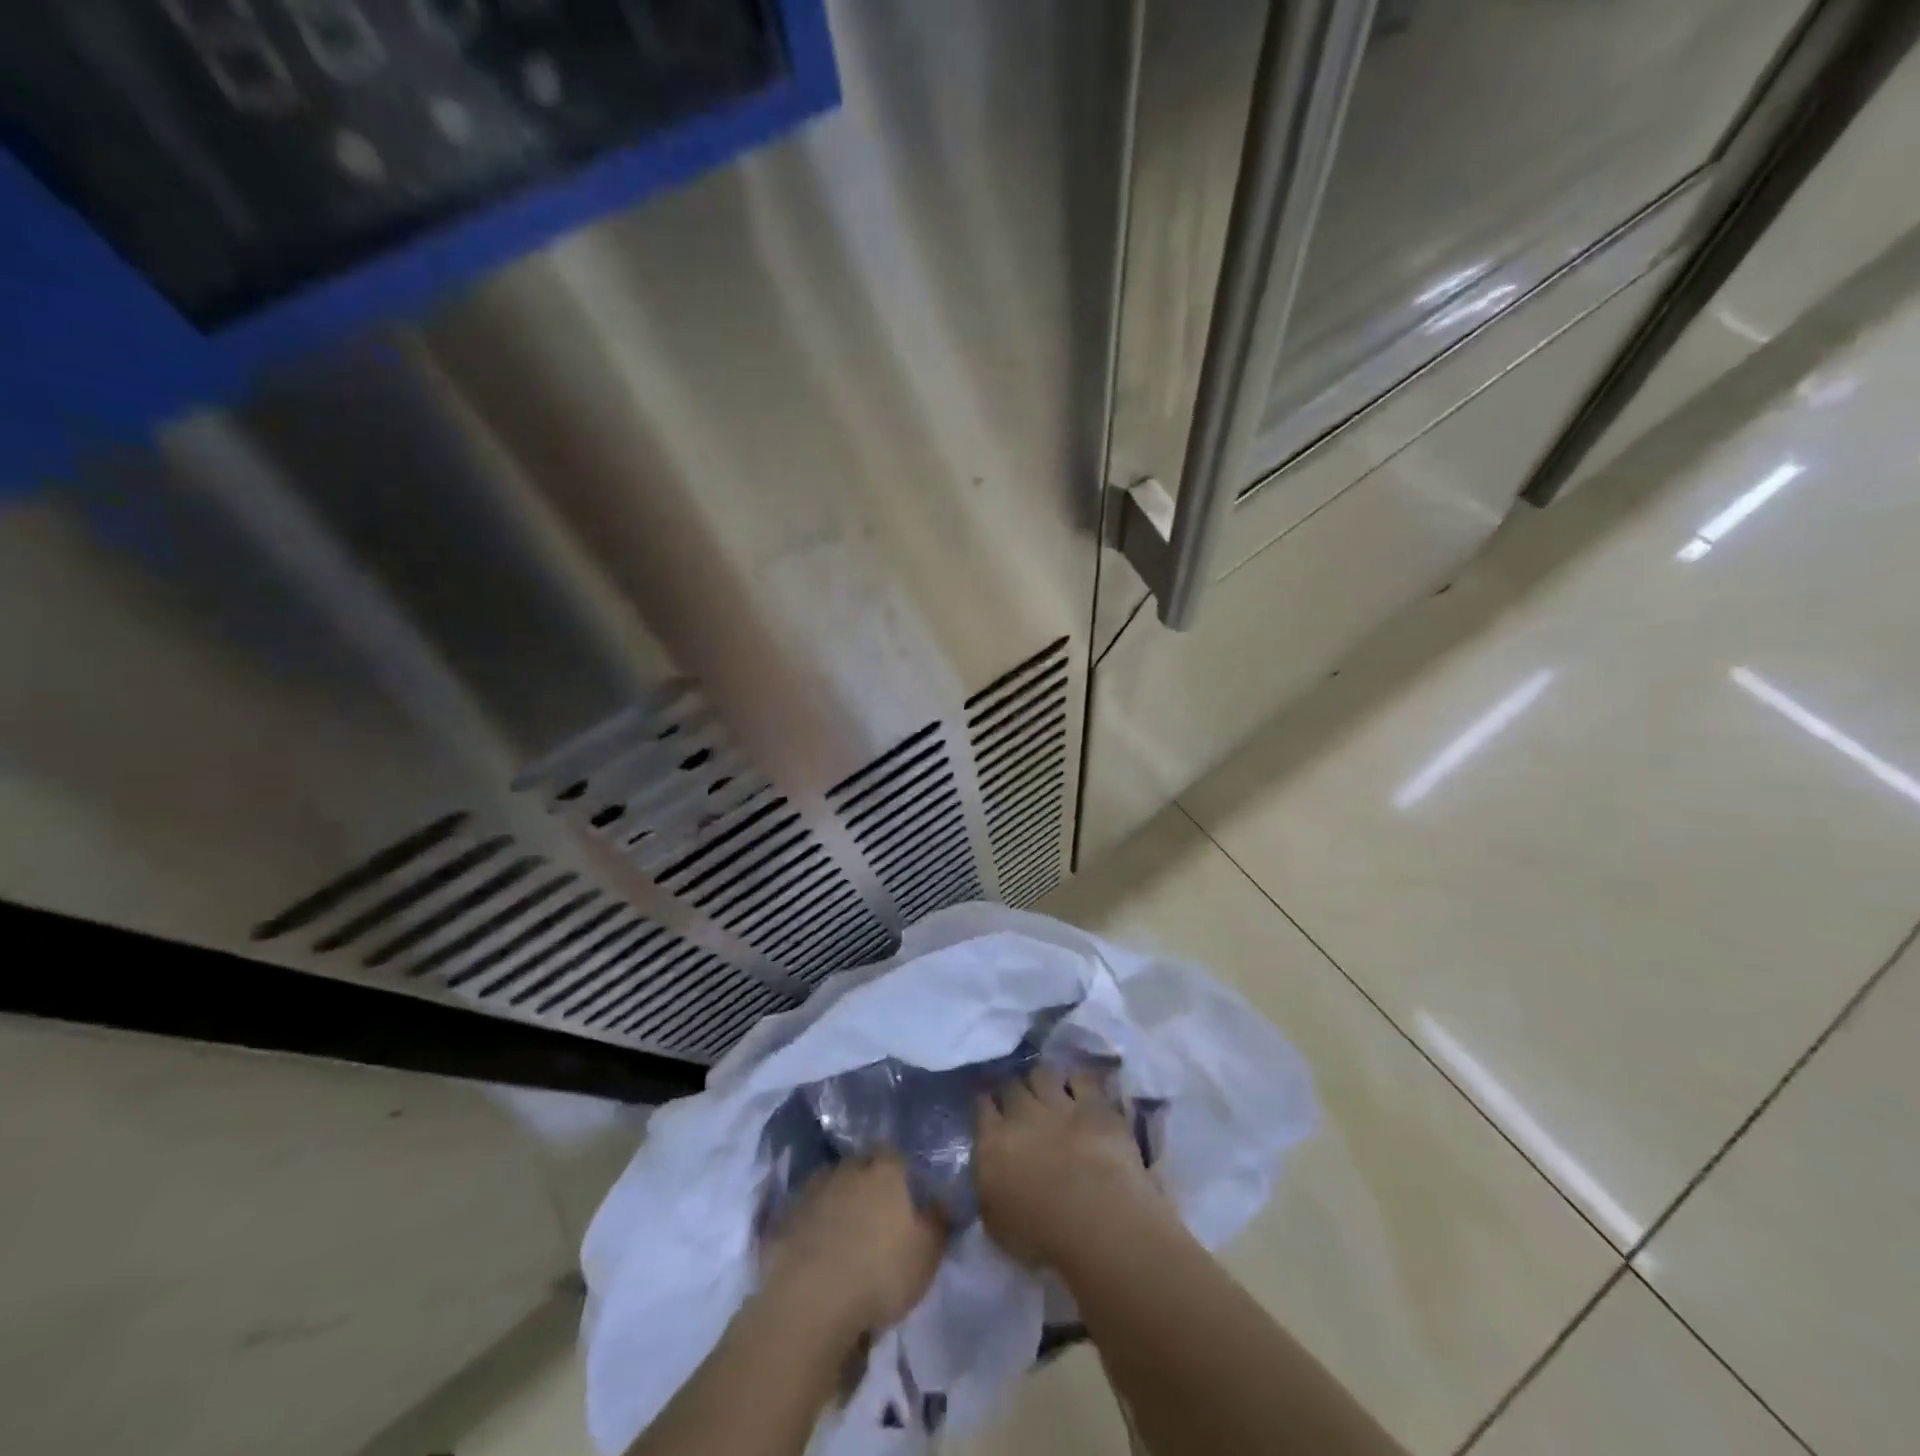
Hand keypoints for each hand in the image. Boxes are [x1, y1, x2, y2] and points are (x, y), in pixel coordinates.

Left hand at [760, 1155, 946, 1341]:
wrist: (810, 1302)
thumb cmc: (879, 1274)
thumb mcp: (926, 1255)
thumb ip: (939, 1222)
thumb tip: (944, 1200)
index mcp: (884, 1172)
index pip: (893, 1153)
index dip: (898, 1169)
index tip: (904, 1188)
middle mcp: (848, 1170)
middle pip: (859, 1164)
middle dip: (866, 1179)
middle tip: (874, 1208)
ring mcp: (813, 1191)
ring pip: (829, 1183)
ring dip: (836, 1197)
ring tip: (843, 1226)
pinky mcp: (785, 1217)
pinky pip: (804, 1211)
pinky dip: (811, 1221)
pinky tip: (815, 1244)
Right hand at [975, 1067, 1173, 1269]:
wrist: (1096, 1219)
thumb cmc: (1043, 1236)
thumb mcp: (996, 1224)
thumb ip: (987, 1191)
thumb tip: (986, 1175)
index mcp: (992, 1143)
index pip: (981, 1107)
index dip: (985, 1103)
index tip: (988, 1106)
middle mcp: (1021, 1114)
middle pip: (1010, 1085)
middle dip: (1011, 1088)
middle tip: (1017, 1100)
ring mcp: (1059, 1104)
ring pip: (1042, 1073)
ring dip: (1041, 1080)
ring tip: (1047, 1089)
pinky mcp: (1094, 1104)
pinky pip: (1081, 1078)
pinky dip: (1078, 1082)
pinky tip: (1080, 1090)